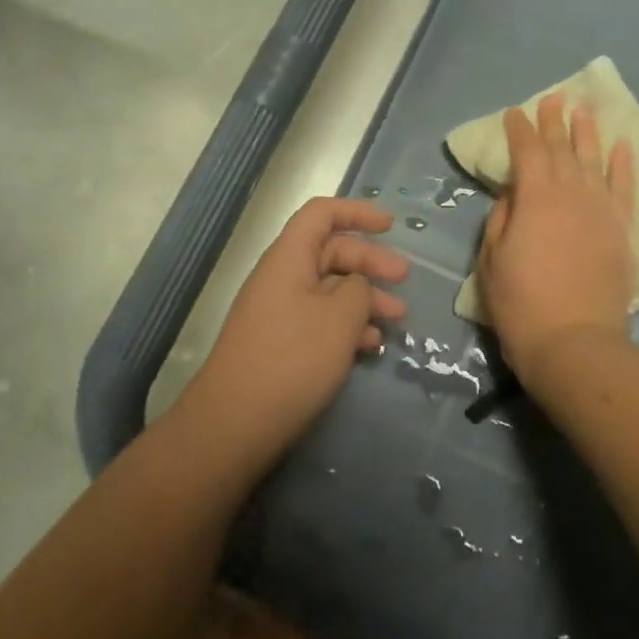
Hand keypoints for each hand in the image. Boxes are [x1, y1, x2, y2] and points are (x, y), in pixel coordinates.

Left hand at [180, 198, 407, 470]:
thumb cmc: (292, 360)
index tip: (390, 225)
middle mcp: (282, 277)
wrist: (234, 426)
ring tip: (397, 320)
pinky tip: (370, 346)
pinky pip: (320, 321)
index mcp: (289, 257)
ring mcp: (280, 313)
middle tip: (405, 279)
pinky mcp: (281, 345)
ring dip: (365, 299)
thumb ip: (359, 290)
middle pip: (331, 252)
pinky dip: (348, 327)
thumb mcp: (339, 318)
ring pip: (330, 290)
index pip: (322, 214)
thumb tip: (357, 287)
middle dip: (370, 262)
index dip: (357, 212)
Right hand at [478, 93, 635, 382]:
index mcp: (535, 197)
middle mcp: (570, 193)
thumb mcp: (492, 259)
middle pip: (561, 149)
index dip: (519, 129)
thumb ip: (503, 218)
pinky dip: (623, 165)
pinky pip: (624, 189)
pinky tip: (622, 146)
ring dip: (587, 133)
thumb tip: (515, 194)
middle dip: (553, 122)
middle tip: (552, 99)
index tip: (515, 112)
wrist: (575, 343)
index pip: (526, 151)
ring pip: (594, 160)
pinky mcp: (622, 231)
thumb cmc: (521, 303)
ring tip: (583, 110)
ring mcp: (601, 210)